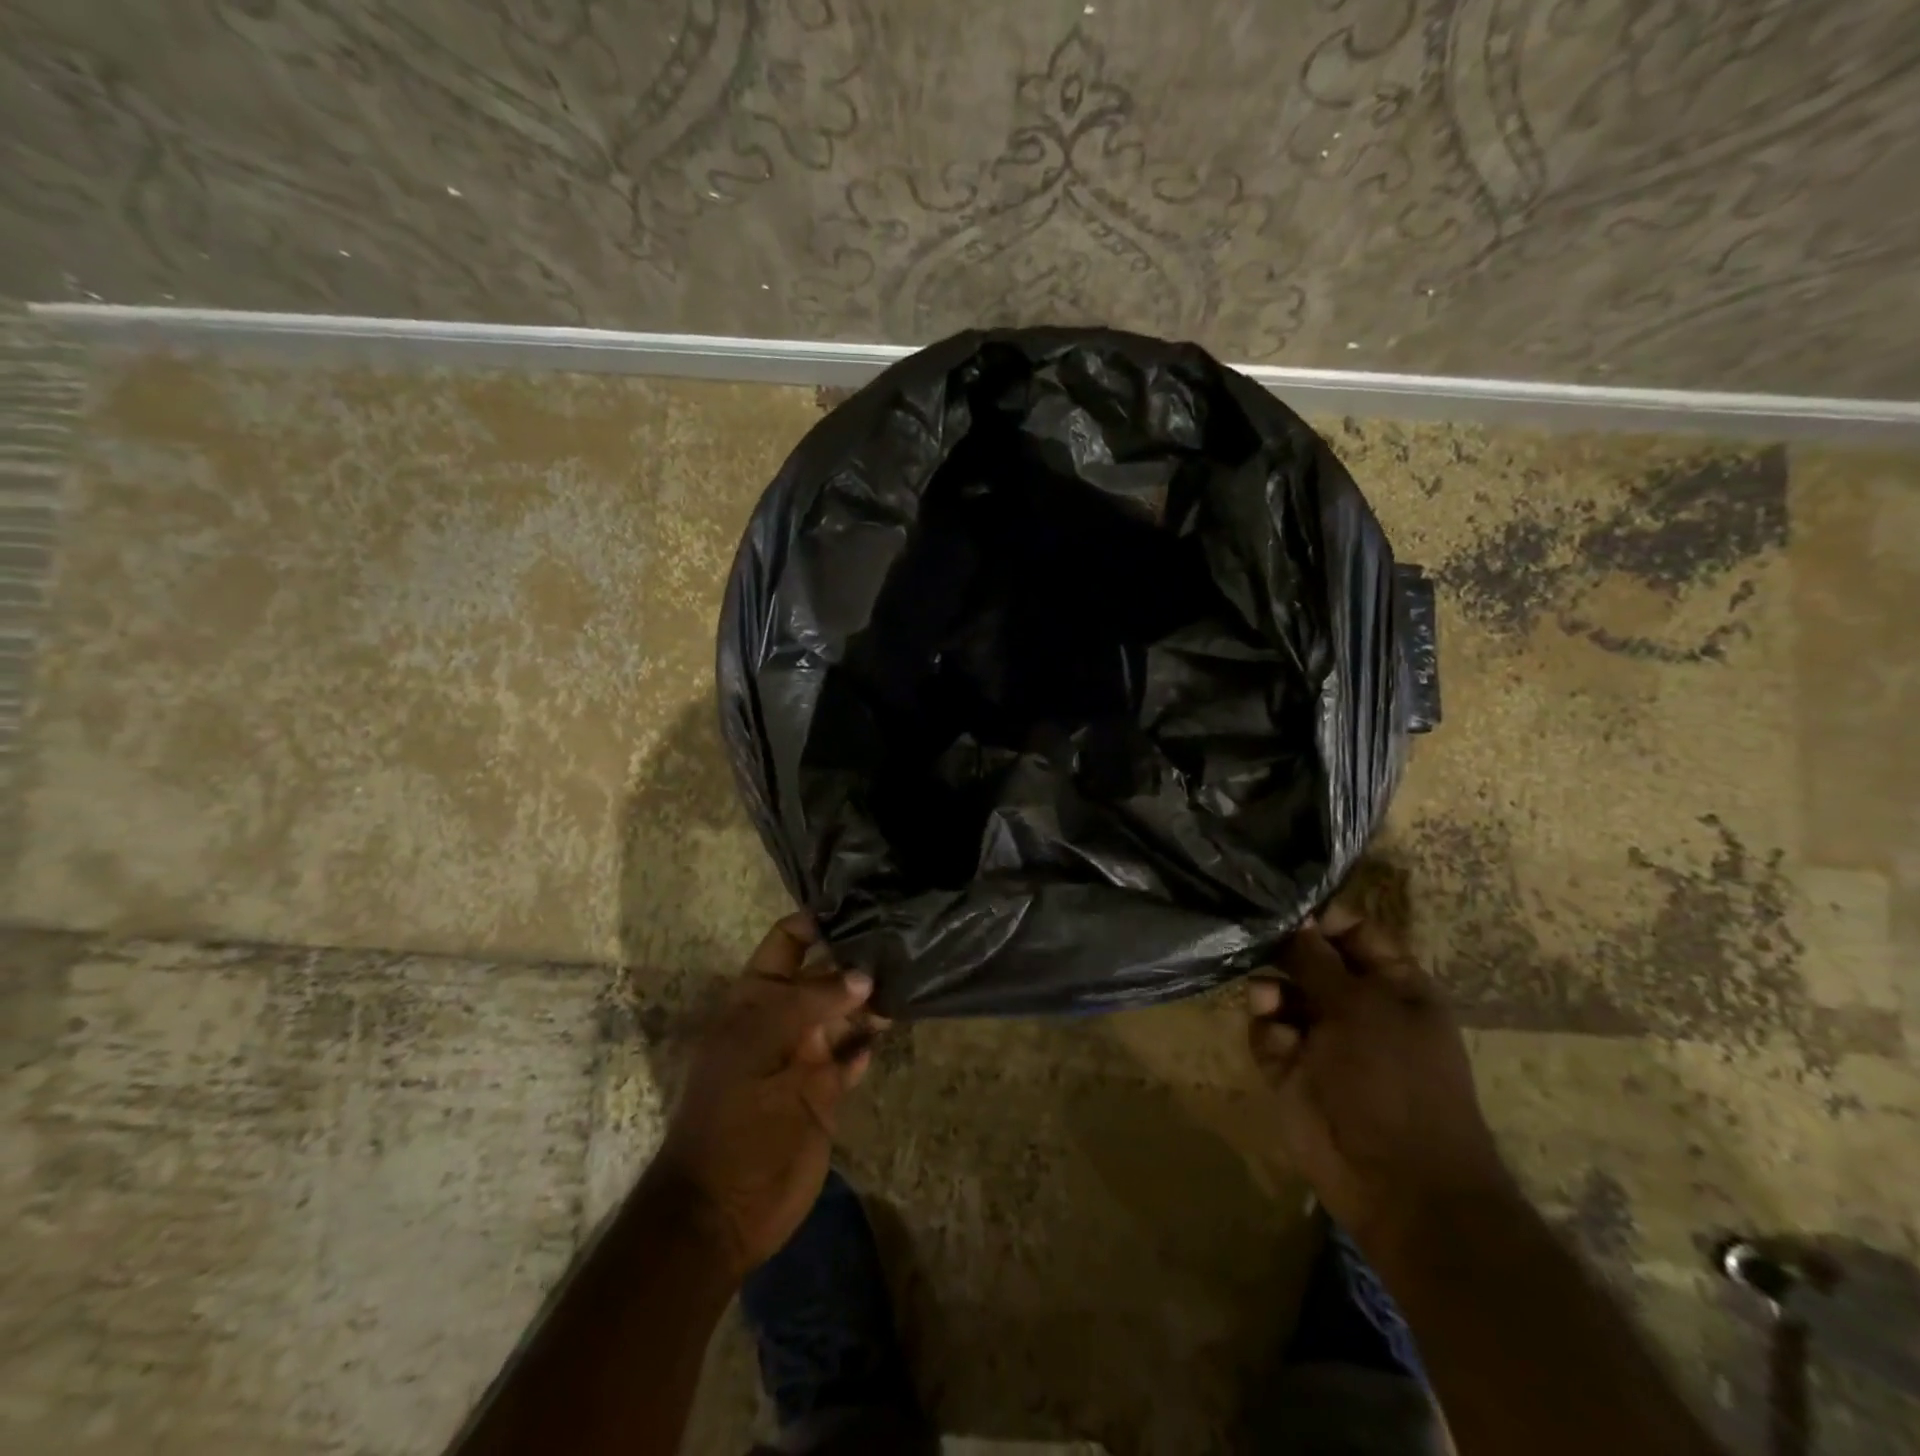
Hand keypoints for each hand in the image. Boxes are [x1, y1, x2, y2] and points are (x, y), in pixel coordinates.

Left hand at [648, 914, 879, 1282]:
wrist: (724, 1206)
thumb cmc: (732, 1114)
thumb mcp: (761, 1044)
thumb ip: (811, 1002)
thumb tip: (863, 975)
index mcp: (755, 999)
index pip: (787, 943)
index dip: (816, 922)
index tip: (861, 905)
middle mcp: (784, 1018)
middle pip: (825, 974)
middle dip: (857, 957)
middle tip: (904, 938)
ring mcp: (807, 1054)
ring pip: (846, 1012)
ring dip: (872, 998)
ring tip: (910, 976)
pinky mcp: (827, 1090)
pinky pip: (855, 1054)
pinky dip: (871, 1041)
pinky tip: (895, 1025)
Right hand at [1246, 917, 1512, 1254]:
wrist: (1396, 1182)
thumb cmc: (1393, 1079)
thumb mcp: (1360, 1007)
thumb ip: (1318, 960)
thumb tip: (1294, 919)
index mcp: (1393, 984)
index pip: (1353, 932)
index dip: (1321, 916)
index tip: (1282, 904)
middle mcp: (1356, 1004)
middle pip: (1309, 959)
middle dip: (1283, 950)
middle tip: (1254, 939)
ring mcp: (1322, 1038)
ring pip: (1280, 993)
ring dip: (1270, 991)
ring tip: (1266, 1002)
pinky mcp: (1291, 1068)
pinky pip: (1266, 1032)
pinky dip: (1266, 1031)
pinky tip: (1275, 1042)